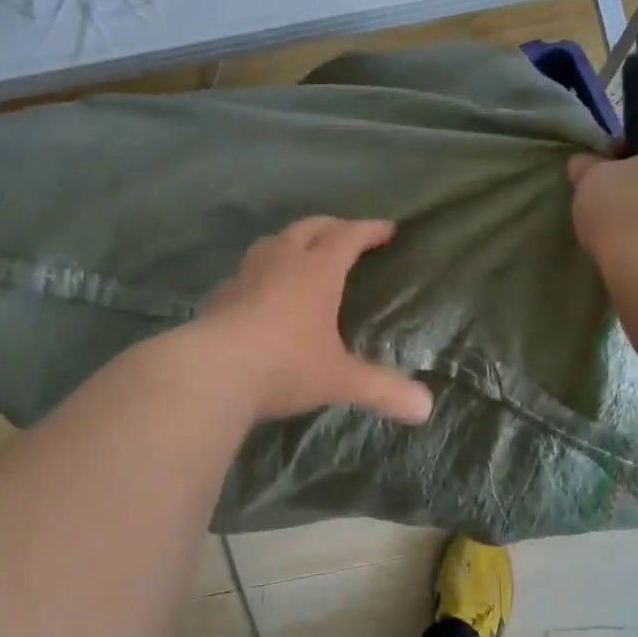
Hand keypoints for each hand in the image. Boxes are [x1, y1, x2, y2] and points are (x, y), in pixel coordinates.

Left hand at [193, 217, 433, 425]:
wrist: (212, 372)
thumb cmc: (285, 366)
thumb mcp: (339, 379)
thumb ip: (382, 390)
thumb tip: (426, 410)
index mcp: (316, 271)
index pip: (349, 236)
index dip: (370, 229)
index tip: (388, 229)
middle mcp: (281, 261)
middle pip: (310, 227)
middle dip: (333, 226)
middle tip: (348, 234)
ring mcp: (246, 274)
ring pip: (273, 241)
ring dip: (293, 240)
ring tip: (303, 253)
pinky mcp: (221, 294)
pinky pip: (247, 270)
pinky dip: (263, 270)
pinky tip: (261, 290)